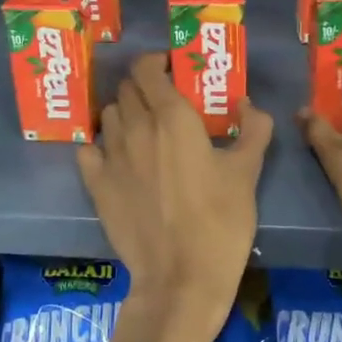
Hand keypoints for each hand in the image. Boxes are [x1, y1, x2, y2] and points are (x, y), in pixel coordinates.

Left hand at [78, 53, 272, 341]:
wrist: (181, 279)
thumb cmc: (220, 221)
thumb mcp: (247, 172)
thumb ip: (253, 129)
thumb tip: (249, 104)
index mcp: (172, 117)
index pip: (147, 69)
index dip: (156, 62)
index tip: (171, 70)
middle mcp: (136, 128)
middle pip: (125, 89)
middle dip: (143, 87)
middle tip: (163, 101)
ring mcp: (111, 157)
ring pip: (108, 116)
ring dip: (123, 113)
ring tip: (142, 129)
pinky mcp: (96, 186)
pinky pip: (88, 150)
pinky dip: (100, 145)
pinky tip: (116, 157)